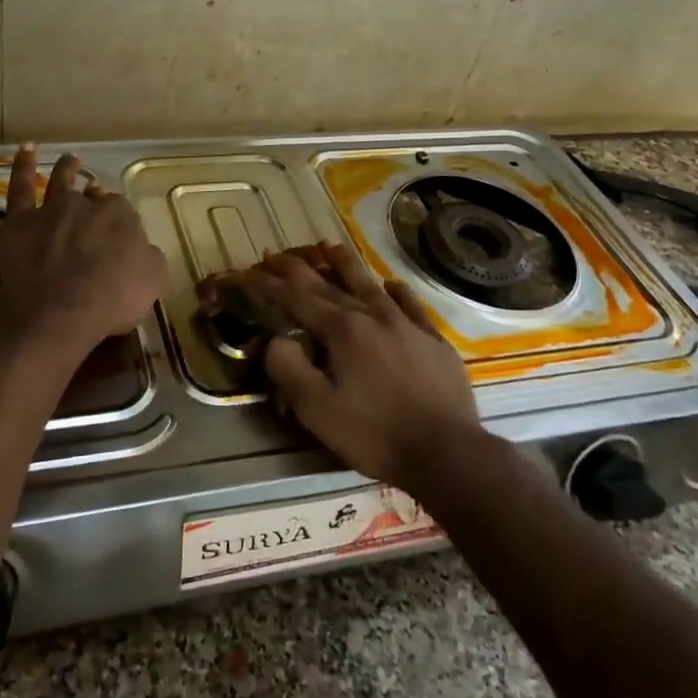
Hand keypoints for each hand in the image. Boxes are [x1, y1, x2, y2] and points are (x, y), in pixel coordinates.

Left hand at [0, 146, 165, 356]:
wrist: (57, 314)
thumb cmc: (110, 301)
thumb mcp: (152, 281)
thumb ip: (149, 256)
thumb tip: (142, 247)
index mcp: (120, 216)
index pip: (123, 213)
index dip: (121, 224)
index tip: (120, 236)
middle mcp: (86, 205)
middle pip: (93, 198)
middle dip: (97, 199)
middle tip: (97, 202)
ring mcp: (51, 210)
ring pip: (61, 182)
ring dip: (68, 169)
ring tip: (72, 159)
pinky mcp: (19, 221)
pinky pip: (20, 187)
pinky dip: (23, 166)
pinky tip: (26, 149)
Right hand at [233, 243, 482, 489]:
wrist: (446, 452)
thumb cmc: (374, 433)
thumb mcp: (316, 409)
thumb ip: (288, 368)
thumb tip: (276, 340)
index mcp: (342, 331)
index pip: (297, 299)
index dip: (271, 285)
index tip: (250, 271)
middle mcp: (373, 317)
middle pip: (328, 285)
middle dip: (298, 268)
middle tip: (275, 253)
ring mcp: (407, 325)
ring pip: (370, 285)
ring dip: (345, 264)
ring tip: (329, 245)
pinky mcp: (434, 342)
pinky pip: (412, 306)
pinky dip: (398, 292)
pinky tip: (392, 285)